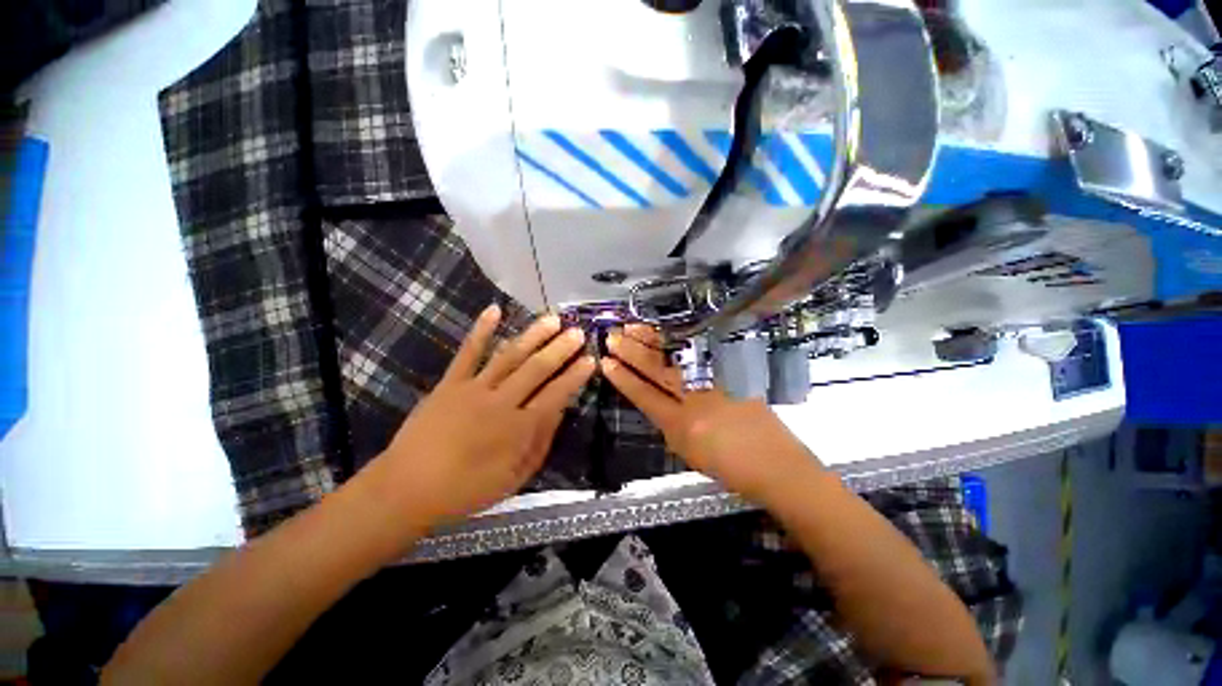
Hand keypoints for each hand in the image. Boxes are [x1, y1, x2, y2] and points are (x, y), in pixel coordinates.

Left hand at [371, 305, 594, 526]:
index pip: (555, 395)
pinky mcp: (450, 383)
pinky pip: (468, 353)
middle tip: (577, 332)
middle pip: (536, 370)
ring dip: (533, 336)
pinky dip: (481, 330)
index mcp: (518, 429)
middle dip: (560, 349)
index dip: (575, 376)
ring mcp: (473, 389)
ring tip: (552, 319)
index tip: (590, 360)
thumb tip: (559, 411)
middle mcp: (500, 403)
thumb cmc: (466, 490)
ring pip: (509, 356)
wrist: (406, 489)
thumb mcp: (514, 479)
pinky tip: (494, 309)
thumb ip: (540, 443)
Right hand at [601, 324, 821, 503]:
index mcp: (681, 426)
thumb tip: (661, 404)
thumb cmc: (732, 471)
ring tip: (633, 329)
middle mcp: (695, 400)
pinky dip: (680, 343)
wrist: (778, 467)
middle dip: (631, 353)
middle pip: (657, 371)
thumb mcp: (691, 455)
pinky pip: (700, 355)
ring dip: (652, 341)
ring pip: (677, 358)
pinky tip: (668, 333)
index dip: (623, 379)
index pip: (644, 396)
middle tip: (613, 337)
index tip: (607, 363)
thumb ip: (672, 427)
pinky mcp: (733, 375)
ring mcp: (716, 384)